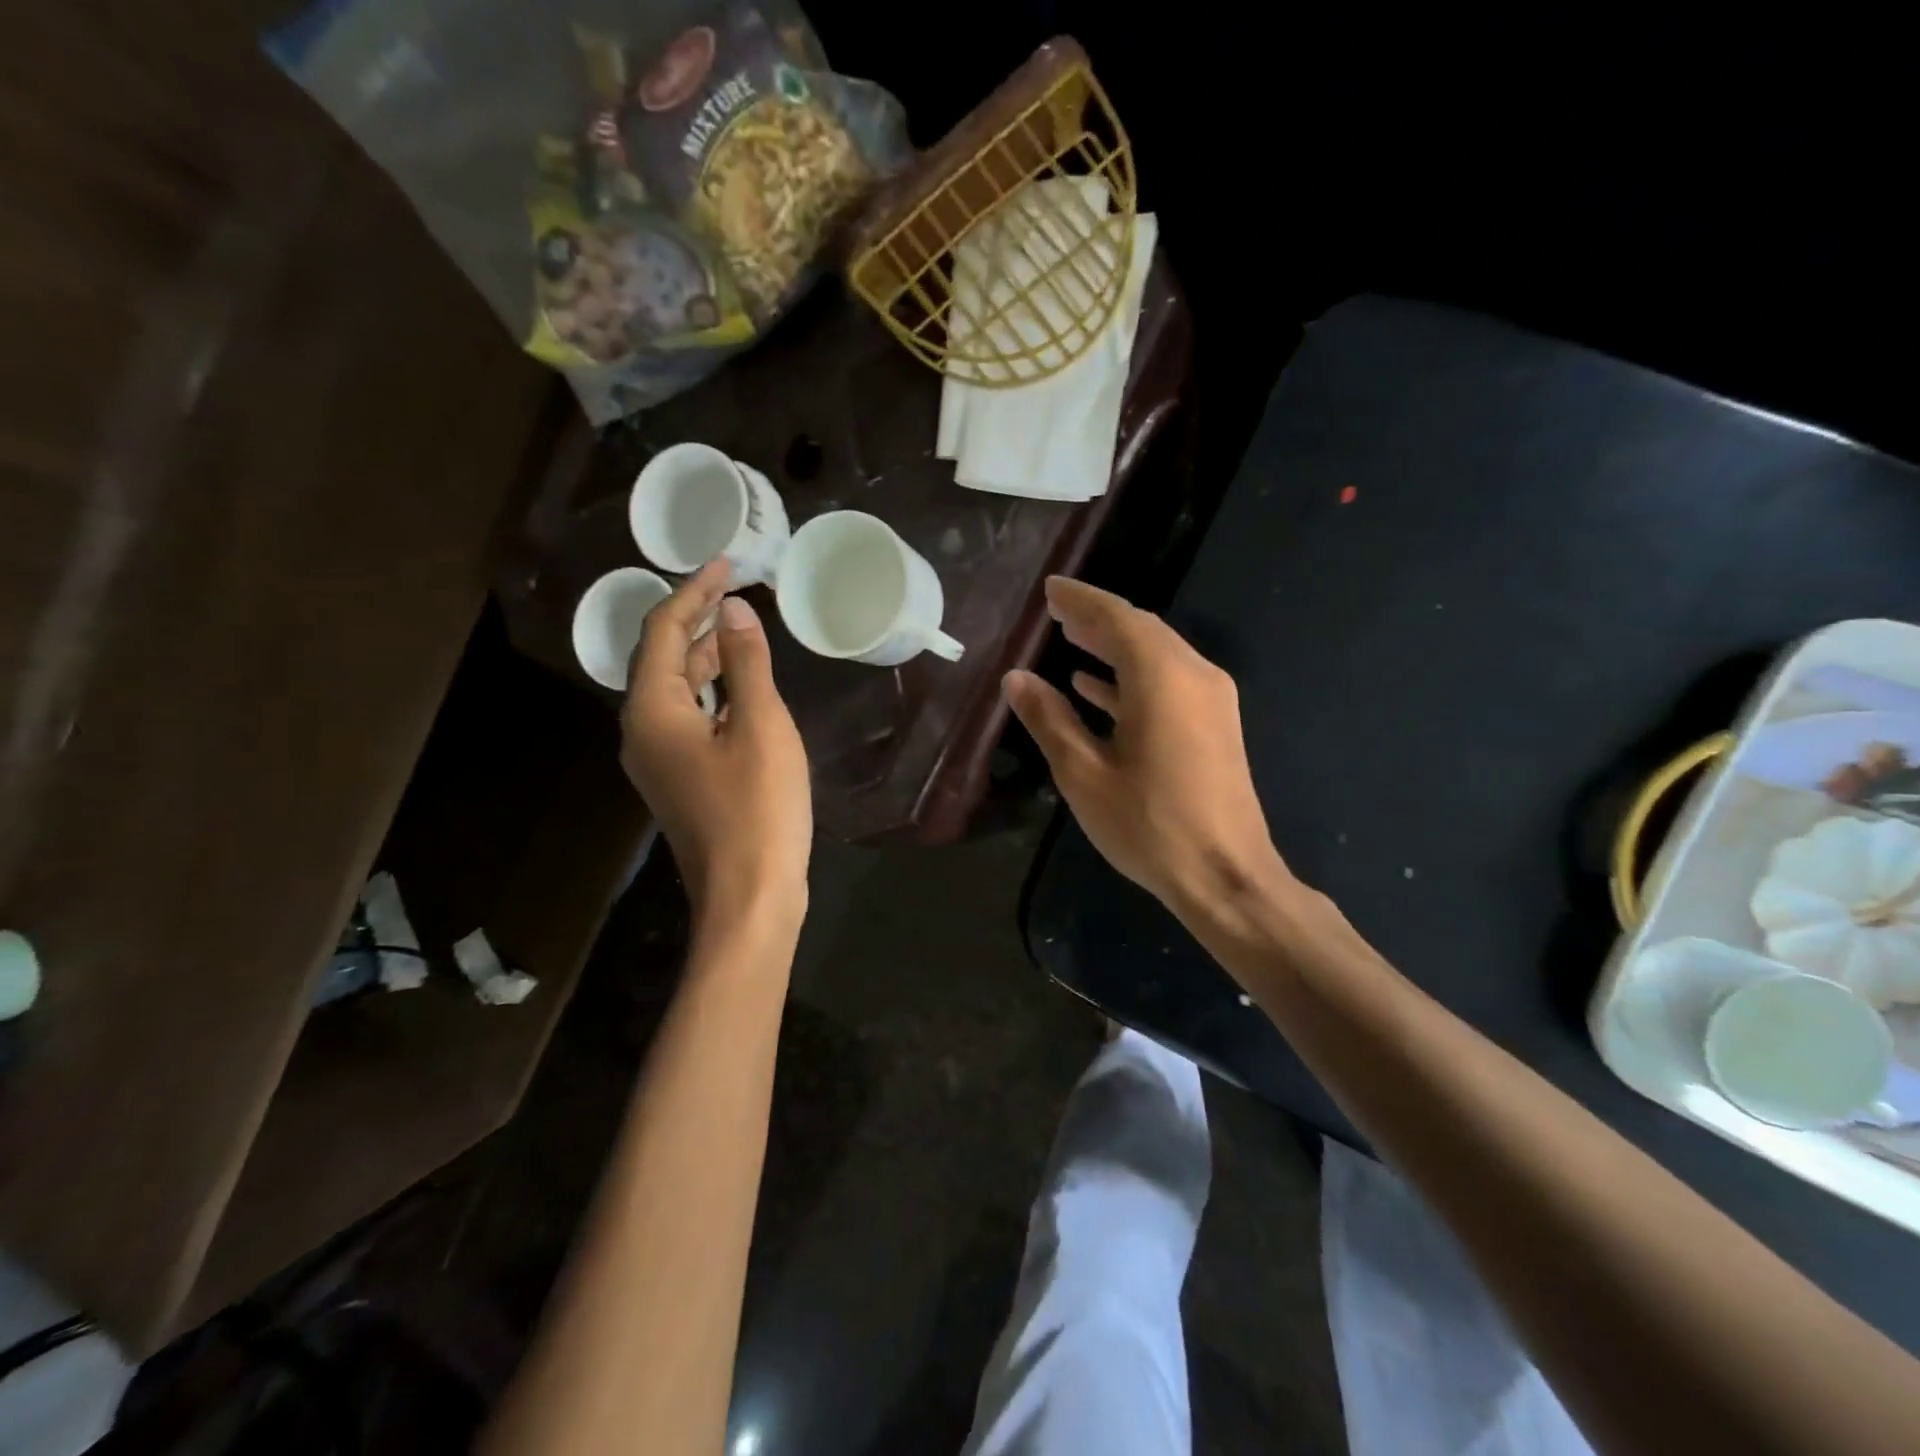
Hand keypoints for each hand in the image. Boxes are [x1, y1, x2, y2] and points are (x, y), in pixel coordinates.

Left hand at [621, 561, 810, 926]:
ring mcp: (659, 760)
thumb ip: (746, 664)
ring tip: (739, 627)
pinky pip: (688, 718)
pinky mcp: (681, 780)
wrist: (749, 897)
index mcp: (652, 711)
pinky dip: (712, 692)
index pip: (662, 631)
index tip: (726, 564)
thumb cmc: (758, 809)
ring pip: (676, 690)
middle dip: (696, 620)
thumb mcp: (761, 727)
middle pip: (662, 658)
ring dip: (704, 656)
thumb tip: (734, 611)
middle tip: (735, 589)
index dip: (693, 592)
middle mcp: (642, 731)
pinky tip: (740, 687)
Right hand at [1004, 576, 1288, 917]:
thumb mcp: (1083, 774)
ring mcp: (1211, 700)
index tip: (1049, 589)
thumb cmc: (1149, 825)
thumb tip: (1017, 678)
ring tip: (1070, 640)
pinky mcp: (1215, 725)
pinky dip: (1133, 678)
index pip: (1117, 618)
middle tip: (1056, 613)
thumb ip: (1049, 720)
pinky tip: (1097, 688)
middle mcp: (1194, 675)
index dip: (1081, 600)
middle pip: (1141, 630)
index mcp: (1162, 678)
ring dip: (1114, 646)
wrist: (1226, 876)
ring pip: (1157, 656)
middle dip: (1097, 619)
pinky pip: (1170, 683)